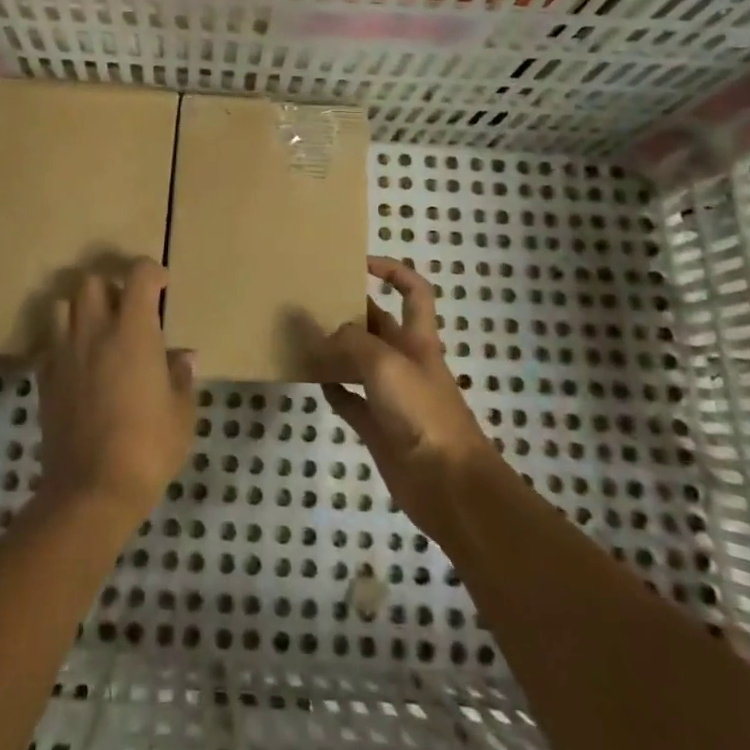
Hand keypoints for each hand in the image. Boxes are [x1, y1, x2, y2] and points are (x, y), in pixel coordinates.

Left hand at [35, 260, 196, 527]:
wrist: (91, 490)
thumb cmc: (148, 448)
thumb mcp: (181, 414)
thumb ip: (181, 378)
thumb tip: (182, 357)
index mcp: (133, 331)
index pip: (139, 276)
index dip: (152, 272)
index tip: (162, 285)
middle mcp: (94, 330)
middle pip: (91, 281)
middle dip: (110, 286)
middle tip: (126, 309)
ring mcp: (64, 352)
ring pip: (62, 305)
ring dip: (80, 308)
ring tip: (97, 329)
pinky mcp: (44, 378)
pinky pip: (48, 342)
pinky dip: (62, 340)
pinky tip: (77, 361)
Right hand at [307, 257, 503, 544]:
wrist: (450, 486)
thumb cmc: (424, 413)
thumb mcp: (385, 364)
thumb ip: (350, 342)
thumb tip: (317, 330)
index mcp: (418, 339)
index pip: (413, 291)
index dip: (392, 271)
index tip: (358, 263)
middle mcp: (405, 361)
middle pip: (377, 324)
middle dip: (349, 310)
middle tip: (309, 299)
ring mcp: (391, 395)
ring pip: (358, 361)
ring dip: (333, 349)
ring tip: (300, 335)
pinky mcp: (378, 427)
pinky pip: (350, 400)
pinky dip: (332, 389)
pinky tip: (311, 380)